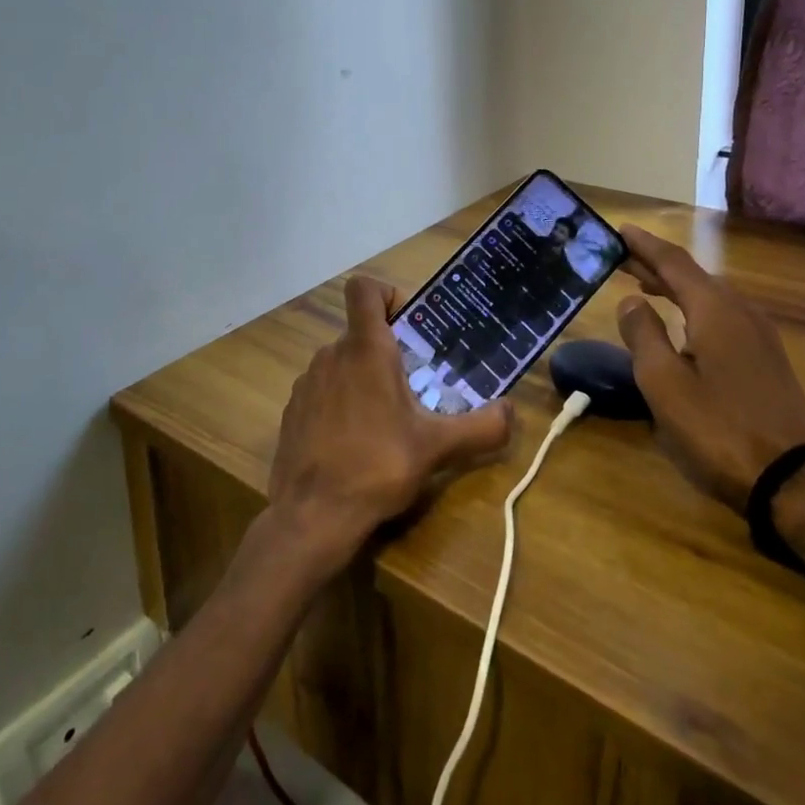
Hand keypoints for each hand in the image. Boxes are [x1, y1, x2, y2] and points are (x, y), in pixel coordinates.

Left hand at [268, 275, 514, 571]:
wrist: (311, 515)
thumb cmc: (377, 466)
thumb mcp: (437, 448)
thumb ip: (481, 427)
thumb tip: (512, 411)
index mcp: (366, 349)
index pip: (364, 289)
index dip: (386, 294)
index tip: (409, 325)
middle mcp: (331, 354)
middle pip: (361, 333)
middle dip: (388, 352)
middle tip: (414, 386)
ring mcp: (307, 382)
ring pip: (341, 362)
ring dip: (363, 379)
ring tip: (385, 419)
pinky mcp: (293, 410)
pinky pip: (322, 390)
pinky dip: (339, 403)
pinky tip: (354, 441)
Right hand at [615, 225, 804, 512]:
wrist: (795, 481)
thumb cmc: (719, 428)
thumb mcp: (664, 383)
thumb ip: (643, 334)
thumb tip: (631, 301)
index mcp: (715, 310)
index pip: (673, 262)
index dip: (644, 245)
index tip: (619, 229)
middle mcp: (740, 312)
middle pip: (693, 276)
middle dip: (656, 264)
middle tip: (621, 257)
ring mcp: (759, 336)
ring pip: (709, 296)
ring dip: (675, 286)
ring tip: (644, 285)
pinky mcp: (766, 360)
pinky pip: (722, 316)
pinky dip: (693, 307)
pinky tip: (682, 326)